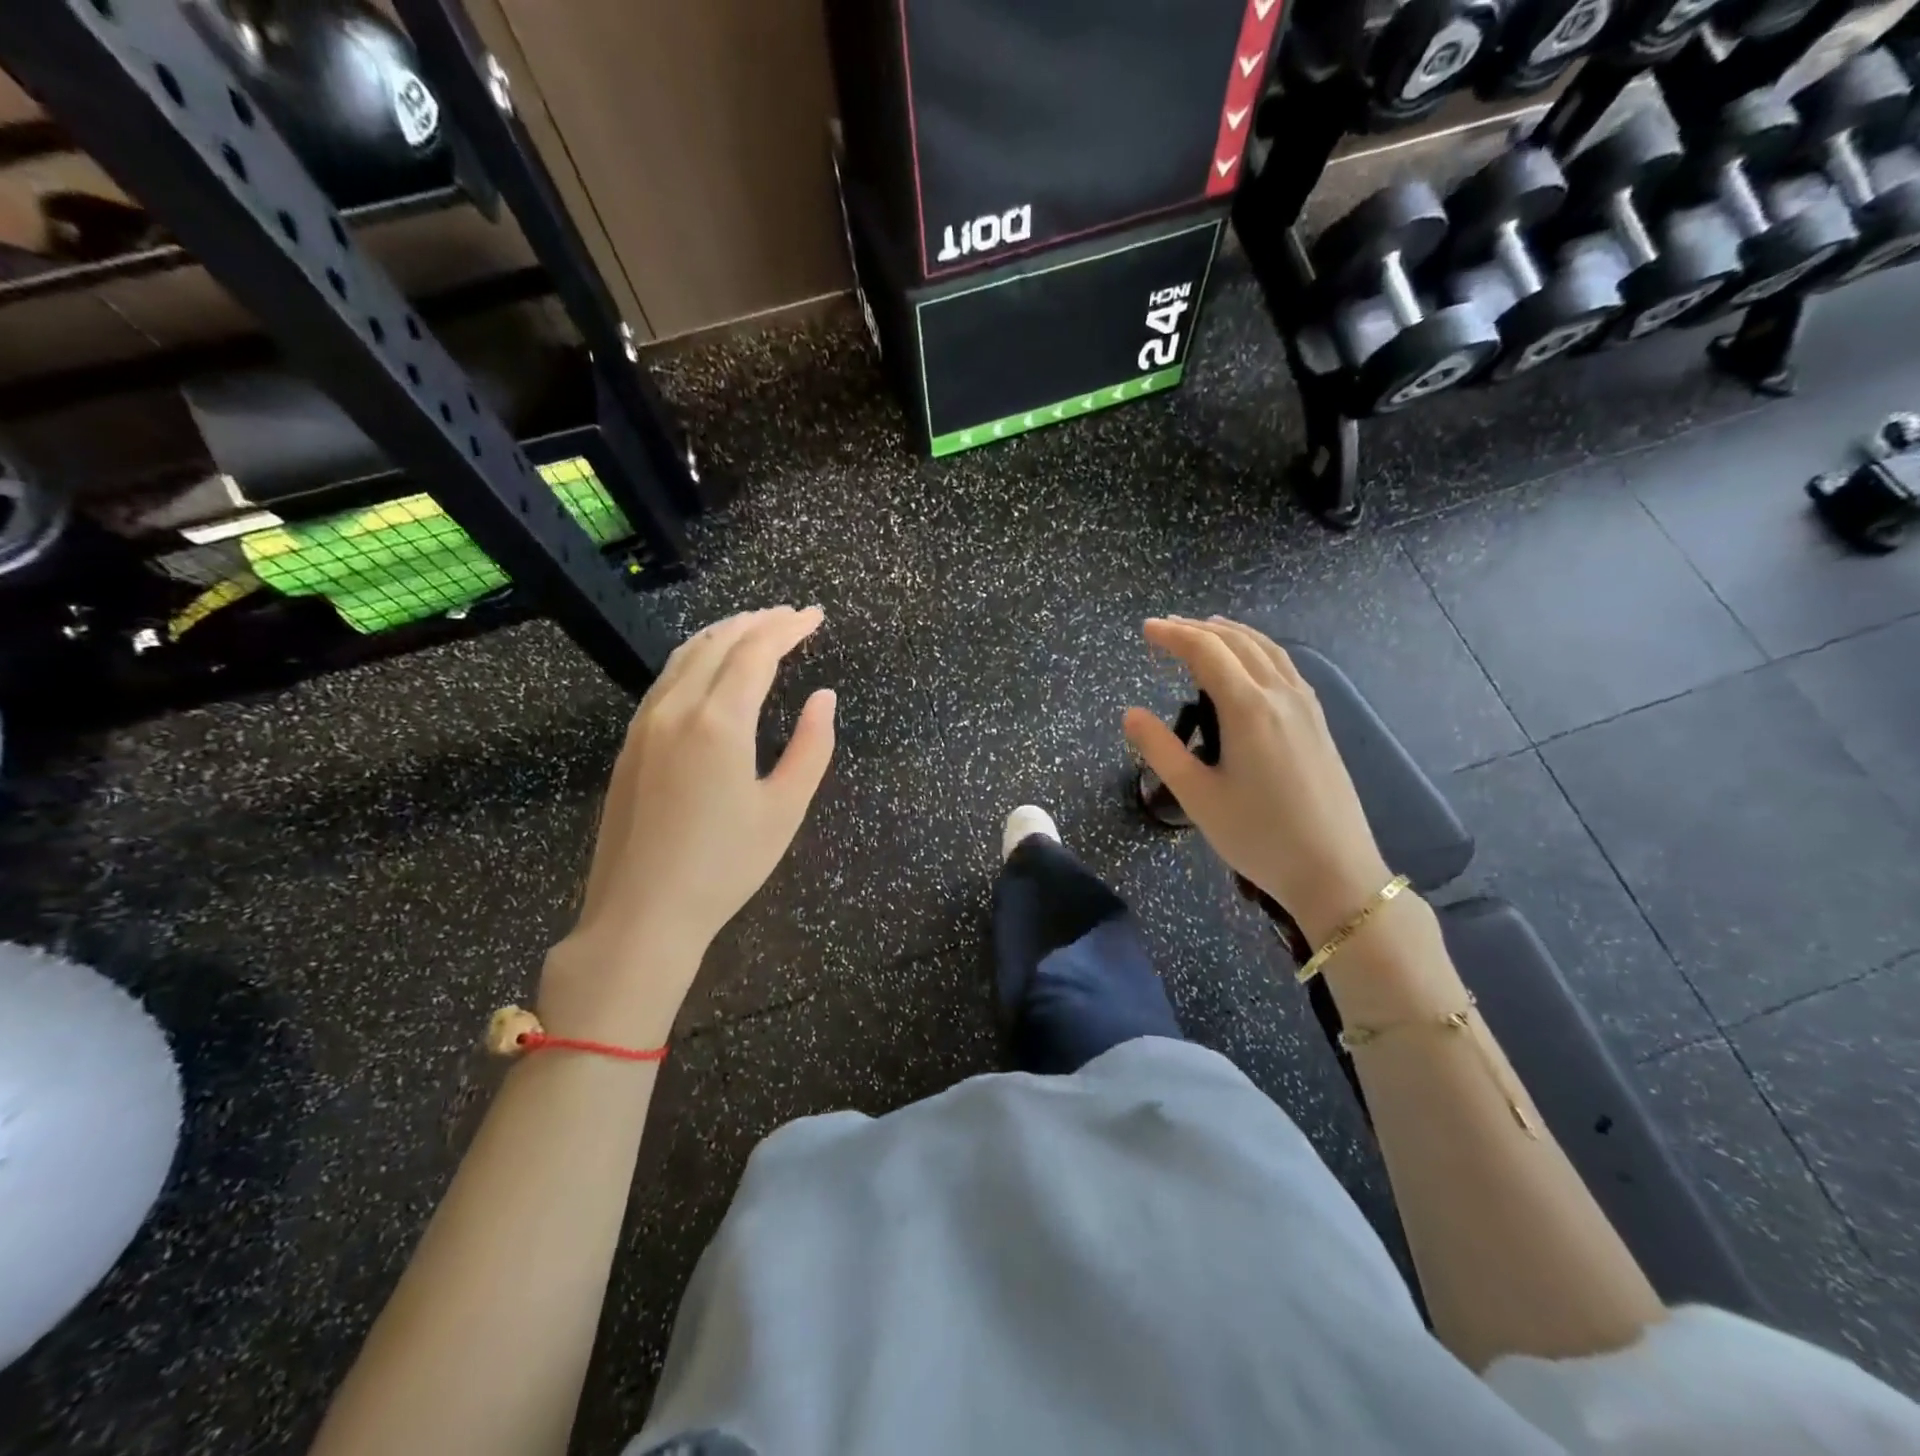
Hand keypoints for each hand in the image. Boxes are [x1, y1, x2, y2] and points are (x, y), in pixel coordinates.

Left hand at [539, 606, 835, 1044]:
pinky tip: (710, 665)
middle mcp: (677, 709)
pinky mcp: (631, 743)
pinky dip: (696, 656)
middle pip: (719, 643)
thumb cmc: (725, 866)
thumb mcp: (785, 809)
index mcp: (719, 722)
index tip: (815, 616)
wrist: (641, 913)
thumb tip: (824, 697)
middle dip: (759, 621)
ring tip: (755, 626)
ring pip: (686, 656)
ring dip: (724, 633)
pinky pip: (666, 679)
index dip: (788, 628)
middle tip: (791, 615)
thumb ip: (812, 747)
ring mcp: (646, 723)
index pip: (756, 652)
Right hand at [1123, 617, 1391, 945]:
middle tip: (1165, 627)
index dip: (1173, 635)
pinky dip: (1257, 649)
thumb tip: (1130, 714)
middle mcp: (1280, 694)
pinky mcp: (1318, 721)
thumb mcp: (1197, 796)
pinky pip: (1284, 665)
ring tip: (1204, 630)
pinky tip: (1250, 663)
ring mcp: (1306, 705)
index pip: (1206, 652)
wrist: (1334, 870)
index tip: (1145, 630)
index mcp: (1249, 708)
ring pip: (1266, 649)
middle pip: (1237, 642)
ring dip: (1231, 633)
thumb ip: (1160, 749)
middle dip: (1198, 628)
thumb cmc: (1258, 835)